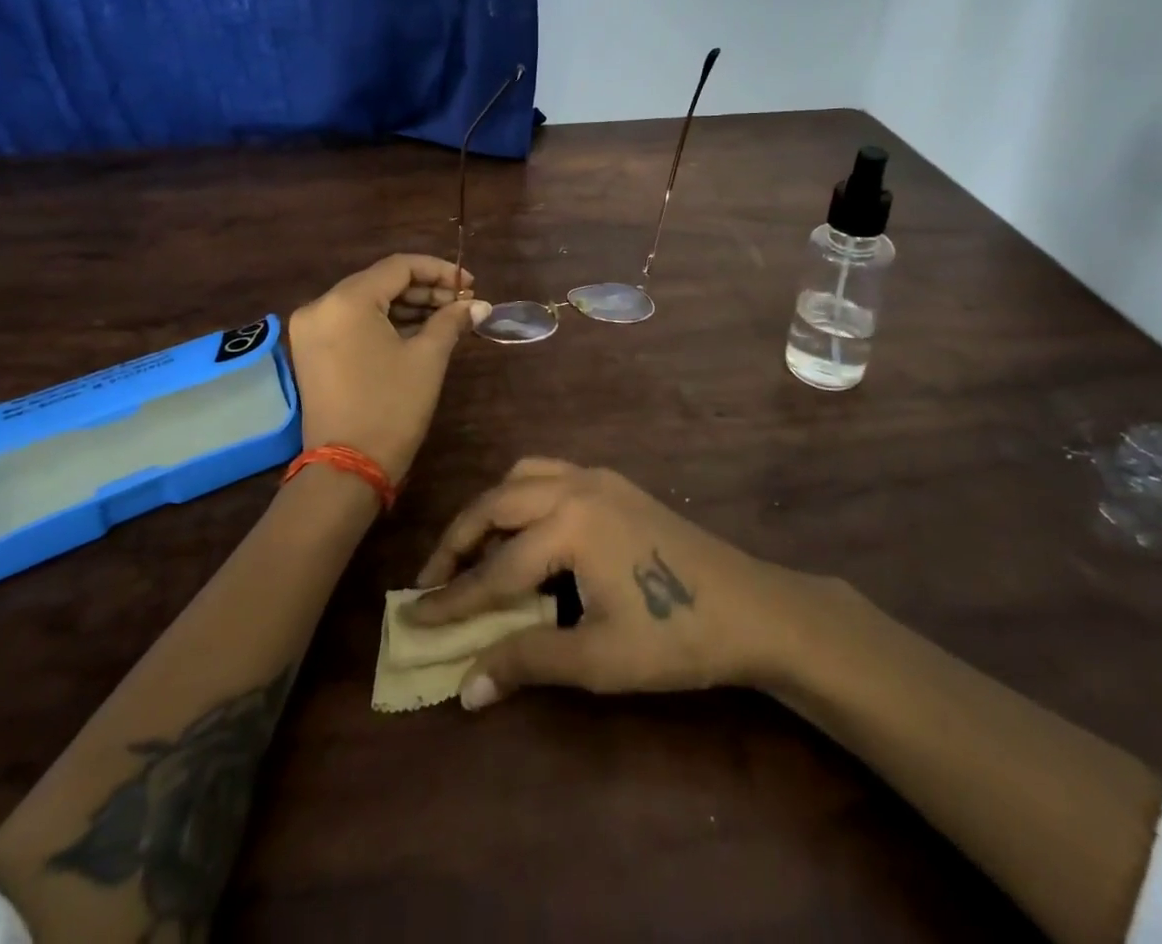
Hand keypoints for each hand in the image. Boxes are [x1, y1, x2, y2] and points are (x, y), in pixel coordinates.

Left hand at [286, 254, 490, 482]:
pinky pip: (353, 323)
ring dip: (406, 307)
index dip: (439, 271)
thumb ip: (451, 321)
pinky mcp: (311, 351)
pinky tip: (417, 332)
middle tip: (461, 305)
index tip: (470, 285)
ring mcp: (311, 329)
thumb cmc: (391, 407)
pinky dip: (384, 324)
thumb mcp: (427, 358)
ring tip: (446, 319)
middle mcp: (321, 305)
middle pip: (380, 282)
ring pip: (367, 303)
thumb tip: (478, 305)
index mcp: (346, 300)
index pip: (398, 266)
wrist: (347, 469)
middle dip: (424, 290)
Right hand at [410, 460, 804, 708]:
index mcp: (570, 524)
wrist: (750, 608)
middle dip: (458, 541)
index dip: (452, 599)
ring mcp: (597, 477)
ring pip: (521, 477)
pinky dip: (521, 495)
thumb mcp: (598, 658)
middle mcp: (575, 486)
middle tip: (432, 581)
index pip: (495, 568)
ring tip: (474, 552)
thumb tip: (466, 687)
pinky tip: (525, 530)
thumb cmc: (675, 636)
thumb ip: (527, 661)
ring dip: (489, 510)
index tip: (411, 617)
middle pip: (496, 504)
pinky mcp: (613, 482)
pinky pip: (549, 473)